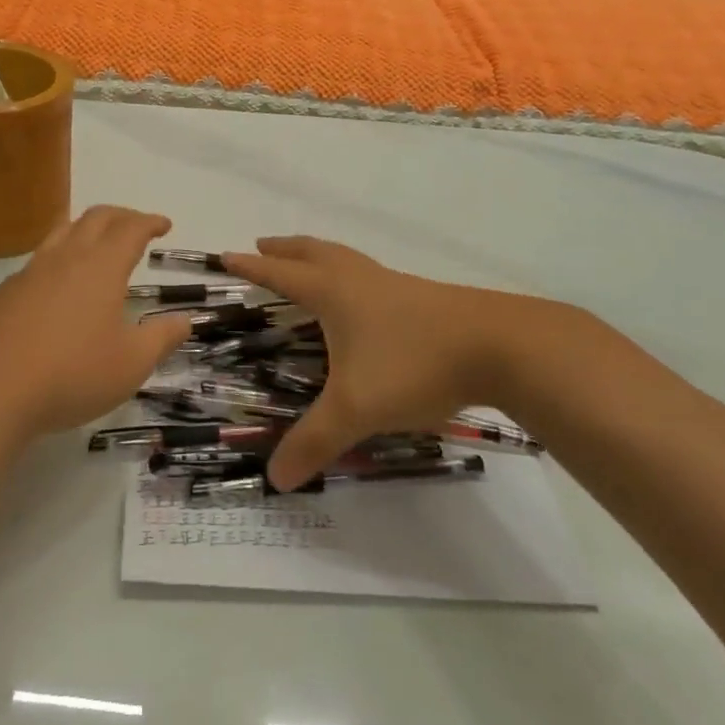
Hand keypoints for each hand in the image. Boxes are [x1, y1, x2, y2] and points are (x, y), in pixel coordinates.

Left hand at [0, 206, 193, 440]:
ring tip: (97, 243)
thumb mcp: (130, 365)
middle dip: (121, 216)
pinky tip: (58, 286)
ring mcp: (30, 272)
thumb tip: (184, 319)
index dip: (150, 222)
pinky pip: (39, 259)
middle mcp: (66, 257)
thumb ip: (160, 338)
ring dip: (86, 228)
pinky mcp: (4, 292)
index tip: (164, 224)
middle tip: (136, 226)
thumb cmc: (70, 375)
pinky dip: (59, 257)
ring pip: (62, 231)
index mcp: (101, 266)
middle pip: (96, 218)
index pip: (131, 229)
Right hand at [223, 236, 591, 489]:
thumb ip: (314, 441)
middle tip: (262, 245)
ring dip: (317, 255)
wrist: (496, 345)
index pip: (280, 273)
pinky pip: (369, 274)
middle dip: (284, 249)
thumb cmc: (412, 364)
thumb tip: (274, 479)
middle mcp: (357, 279)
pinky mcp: (420, 296)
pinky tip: (364, 300)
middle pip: (312, 252)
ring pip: (344, 258)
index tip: (227, 254)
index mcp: (332, 292)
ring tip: (308, 263)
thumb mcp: (356, 408)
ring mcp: (391, 284)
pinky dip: (350, 273)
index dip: (252, 266)